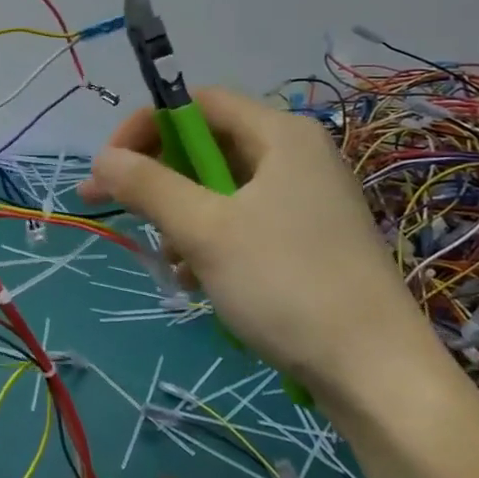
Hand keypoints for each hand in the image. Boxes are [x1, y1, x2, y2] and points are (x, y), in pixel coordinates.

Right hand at [78, 87, 430, 394]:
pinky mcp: (308, 239)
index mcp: (280, 134)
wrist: (377, 374)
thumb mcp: (205, 231)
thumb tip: (101, 159)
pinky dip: (209, 239)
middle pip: (207, 145)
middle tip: (117, 209)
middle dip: (158, 177)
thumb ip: (148, 186)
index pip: (197, 103)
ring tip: (165, 258)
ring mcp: (306, 199)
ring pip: (220, 188)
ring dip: (180, 215)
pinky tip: (192, 279)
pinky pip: (242, 220)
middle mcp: (296, 155)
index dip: (146, 126)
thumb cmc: (287, 284)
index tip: (110, 167)